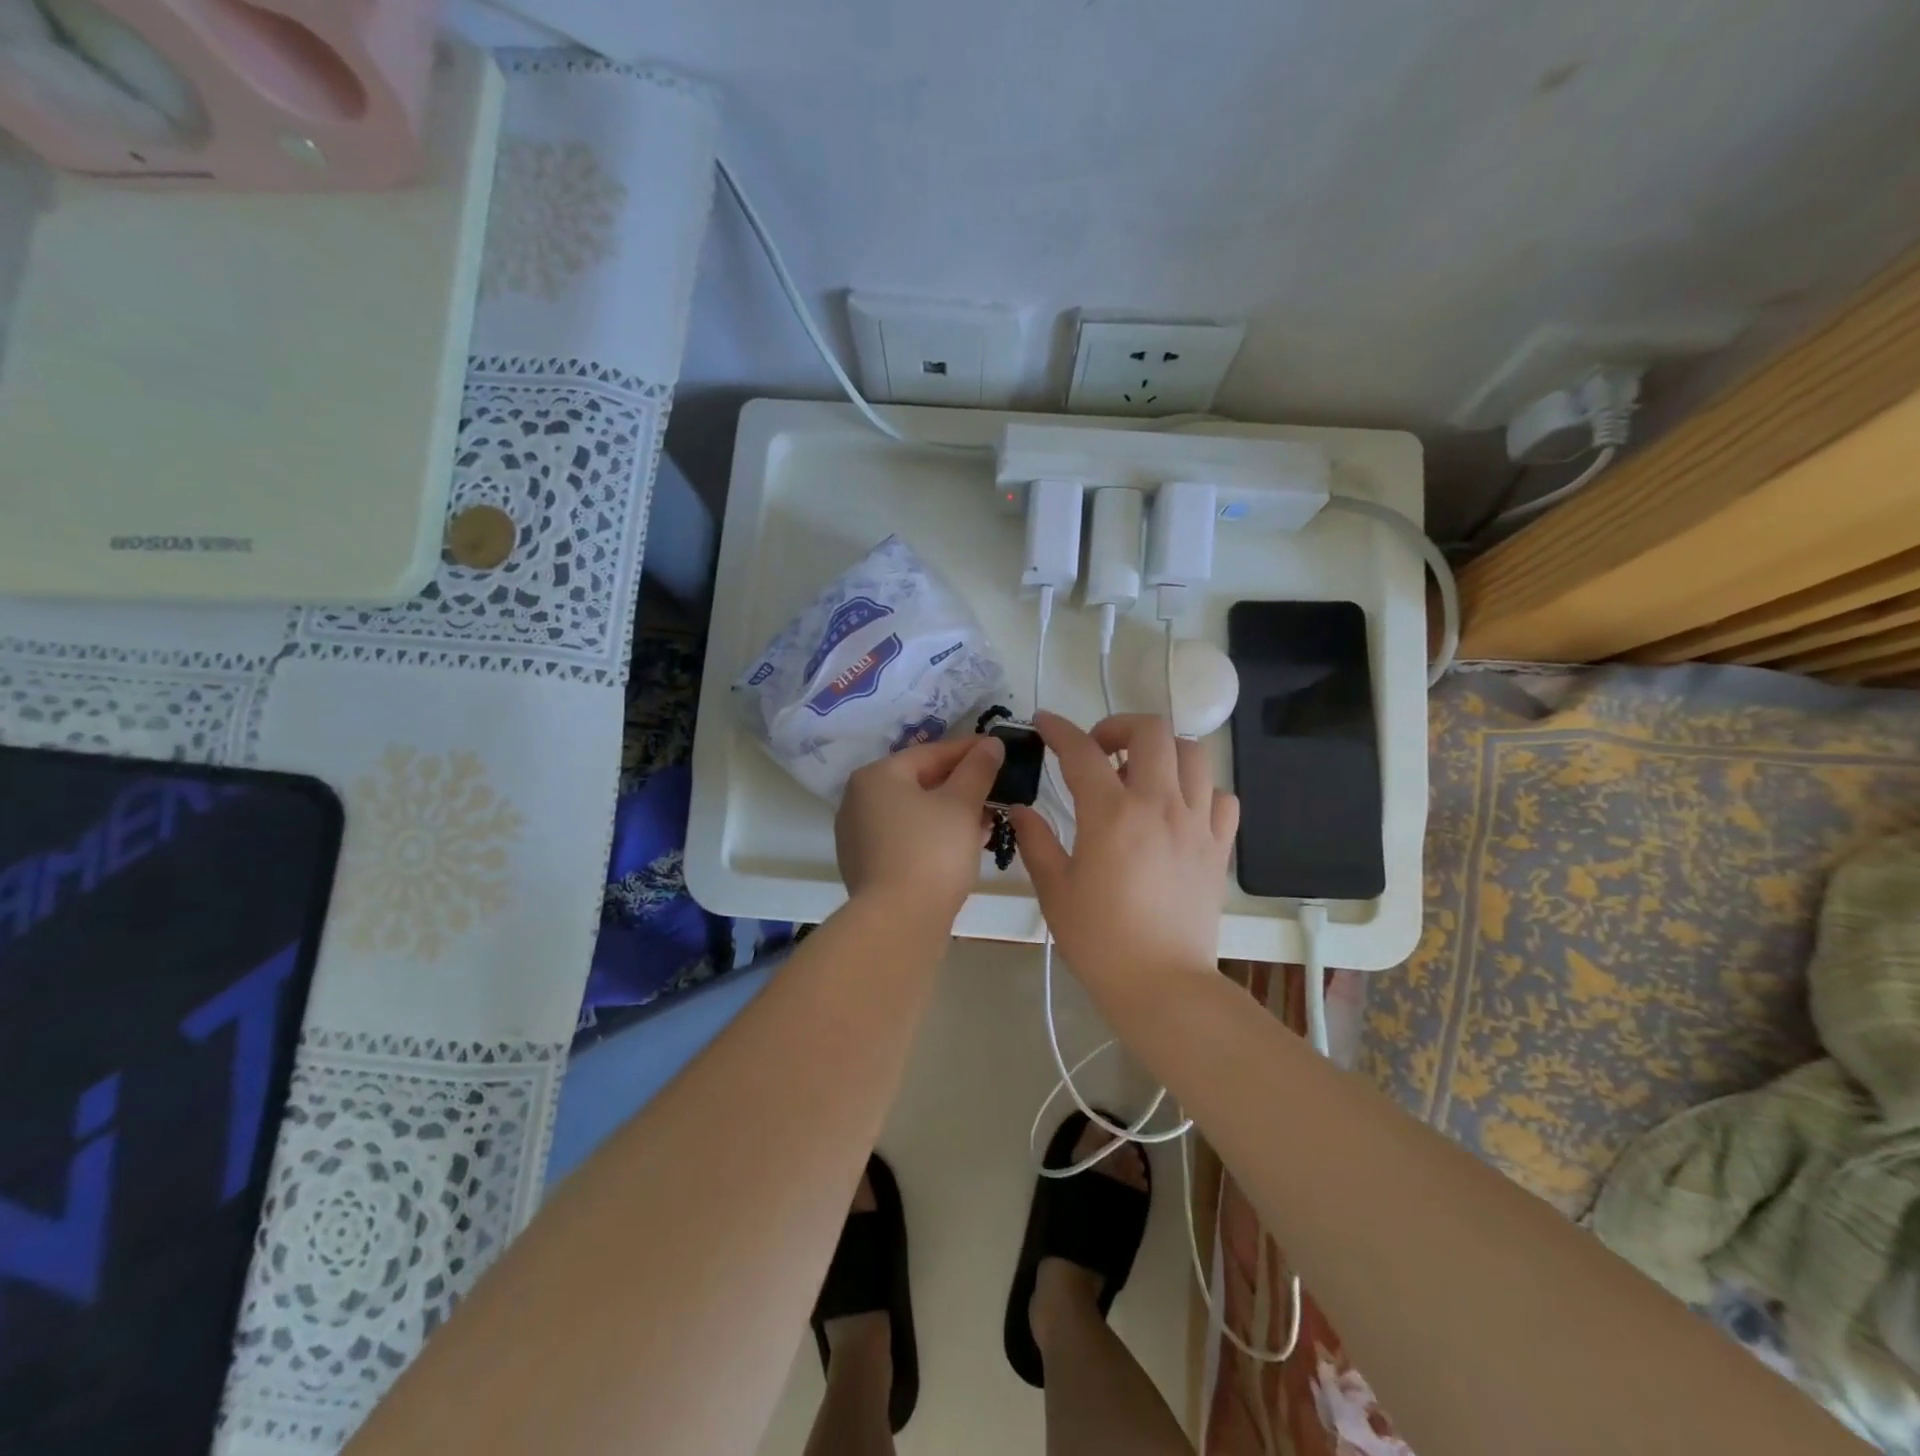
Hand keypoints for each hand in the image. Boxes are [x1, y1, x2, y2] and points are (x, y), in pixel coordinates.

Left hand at [835, 734, 1003, 920]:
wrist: (899, 922)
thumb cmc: (931, 851)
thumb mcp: (962, 804)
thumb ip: (977, 769)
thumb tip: (991, 744)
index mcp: (876, 776)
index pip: (930, 753)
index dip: (969, 750)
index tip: (999, 749)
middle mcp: (858, 800)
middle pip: (919, 782)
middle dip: (961, 784)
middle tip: (997, 786)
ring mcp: (859, 836)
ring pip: (914, 813)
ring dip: (952, 812)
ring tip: (989, 818)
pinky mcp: (867, 866)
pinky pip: (907, 838)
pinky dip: (935, 835)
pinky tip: (965, 844)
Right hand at [1010, 712, 1237, 1007]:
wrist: (1162, 985)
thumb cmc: (1100, 940)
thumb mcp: (1055, 890)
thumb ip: (1036, 841)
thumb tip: (1021, 809)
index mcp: (1111, 814)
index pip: (1081, 751)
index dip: (1058, 729)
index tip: (1044, 723)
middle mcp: (1159, 805)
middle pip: (1152, 730)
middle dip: (1119, 726)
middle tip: (1099, 752)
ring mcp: (1196, 823)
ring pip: (1193, 753)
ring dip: (1162, 752)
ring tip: (1140, 775)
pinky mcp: (1219, 846)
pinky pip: (1220, 796)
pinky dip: (1199, 790)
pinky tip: (1178, 810)